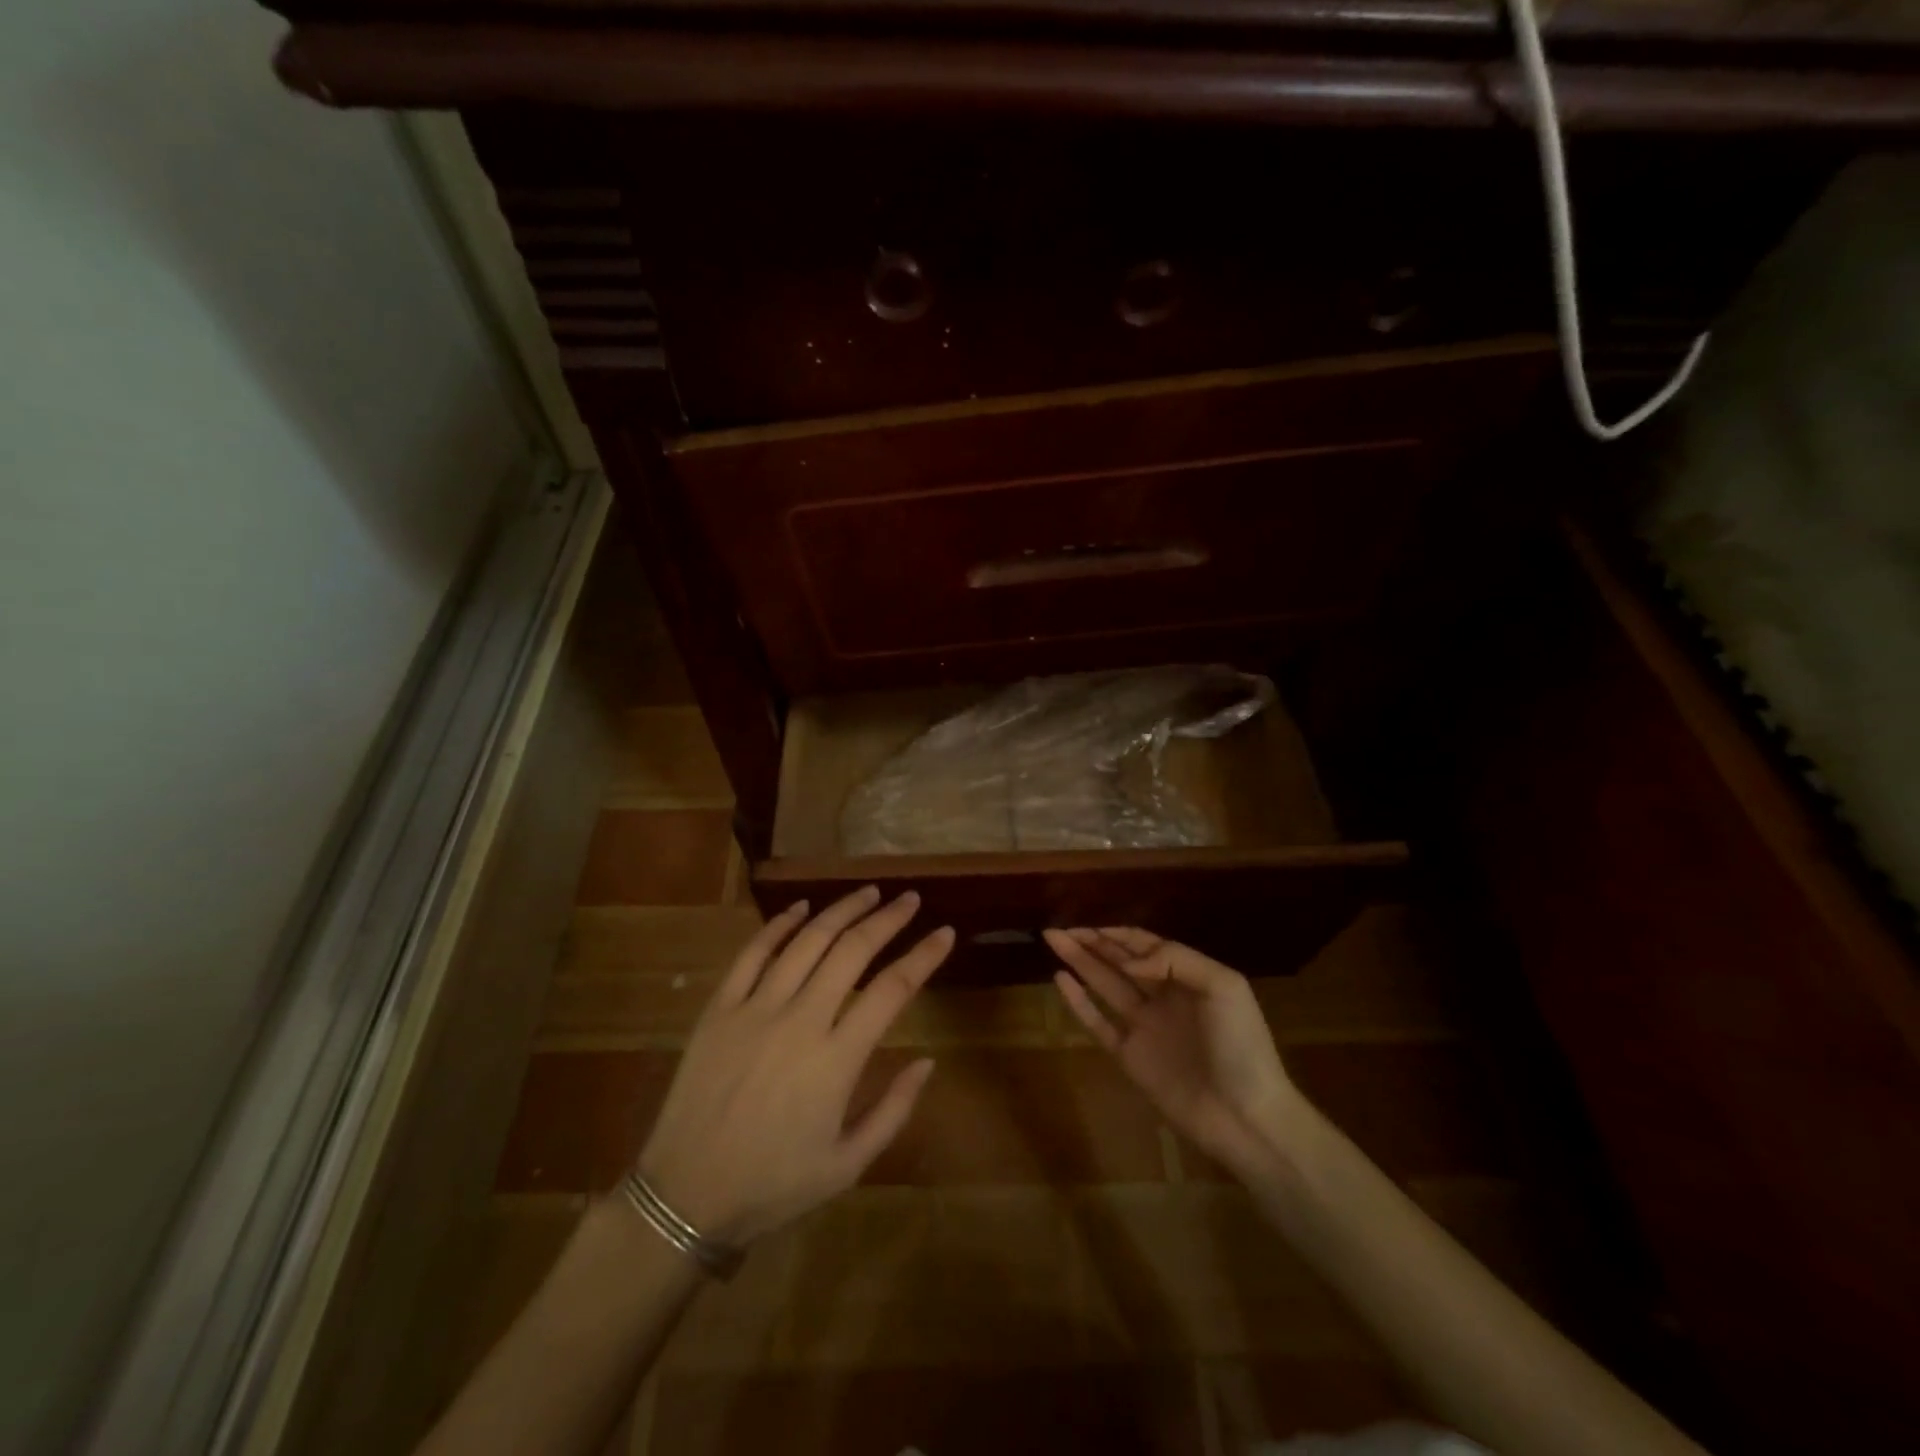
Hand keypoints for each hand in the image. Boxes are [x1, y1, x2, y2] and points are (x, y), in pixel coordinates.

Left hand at [638, 887, 952, 1244]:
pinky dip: (779, 925)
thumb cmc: (773, 1184)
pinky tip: (801, 908)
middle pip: (852, 951)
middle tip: (909, 898)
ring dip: (841, 910)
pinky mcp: (720, 1008)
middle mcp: (800, 1021)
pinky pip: (752, 953)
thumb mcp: (848, 1165)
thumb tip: (928, 1061)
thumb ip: (894, 1110)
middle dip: (888, 919)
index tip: (945, 933)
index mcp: (837, 1060)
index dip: (924, 956)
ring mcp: (756, 1009)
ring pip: (806, 941)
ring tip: (868, 893)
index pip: (892, 990)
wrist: (685, 1195)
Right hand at [1046, 927, 1302, 1175]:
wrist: (1246, 1117)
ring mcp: (1144, 1027)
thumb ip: (1175, 960)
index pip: (1145, 945)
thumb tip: (1128, 961)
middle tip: (1057, 928)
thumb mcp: (1223, 986)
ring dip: (1079, 961)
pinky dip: (1079, 1001)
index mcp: (1187, 977)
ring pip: (1104, 985)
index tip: (1089, 925)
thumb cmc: (1241, 1046)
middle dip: (1090, 942)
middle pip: (1119, 961)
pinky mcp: (1130, 1057)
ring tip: (1053, 940)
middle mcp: (1162, 997)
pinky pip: (1098, 1023)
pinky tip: (1060, 980)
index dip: (1117, 934)